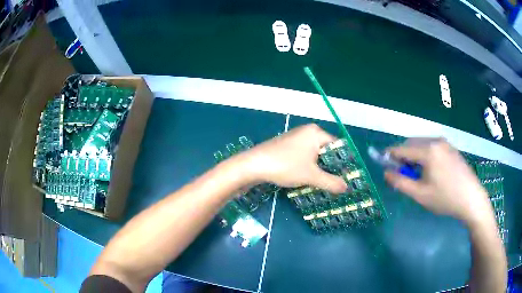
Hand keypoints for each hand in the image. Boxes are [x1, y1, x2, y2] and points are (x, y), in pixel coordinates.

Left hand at [235, 124, 346, 193]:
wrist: (253, 165)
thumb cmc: (285, 166)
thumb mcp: (311, 176)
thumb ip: (331, 182)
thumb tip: (346, 188)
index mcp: (316, 133)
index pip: (338, 146)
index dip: (343, 162)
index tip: (347, 177)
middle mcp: (307, 131)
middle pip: (327, 150)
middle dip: (331, 167)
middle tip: (337, 183)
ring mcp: (296, 138)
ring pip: (315, 154)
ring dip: (320, 168)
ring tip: (325, 183)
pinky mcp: (287, 145)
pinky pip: (304, 155)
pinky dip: (309, 166)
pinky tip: (309, 178)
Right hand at [384, 138, 493, 225]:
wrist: (471, 199)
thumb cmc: (445, 198)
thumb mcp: (420, 195)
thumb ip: (400, 182)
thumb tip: (386, 173)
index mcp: (428, 150)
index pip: (402, 148)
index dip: (390, 155)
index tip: (383, 164)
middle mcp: (436, 140)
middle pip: (412, 144)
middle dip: (403, 157)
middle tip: (403, 174)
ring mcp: (445, 143)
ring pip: (422, 145)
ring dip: (415, 156)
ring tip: (418, 175)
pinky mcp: (451, 148)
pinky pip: (433, 147)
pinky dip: (425, 155)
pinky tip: (431, 171)